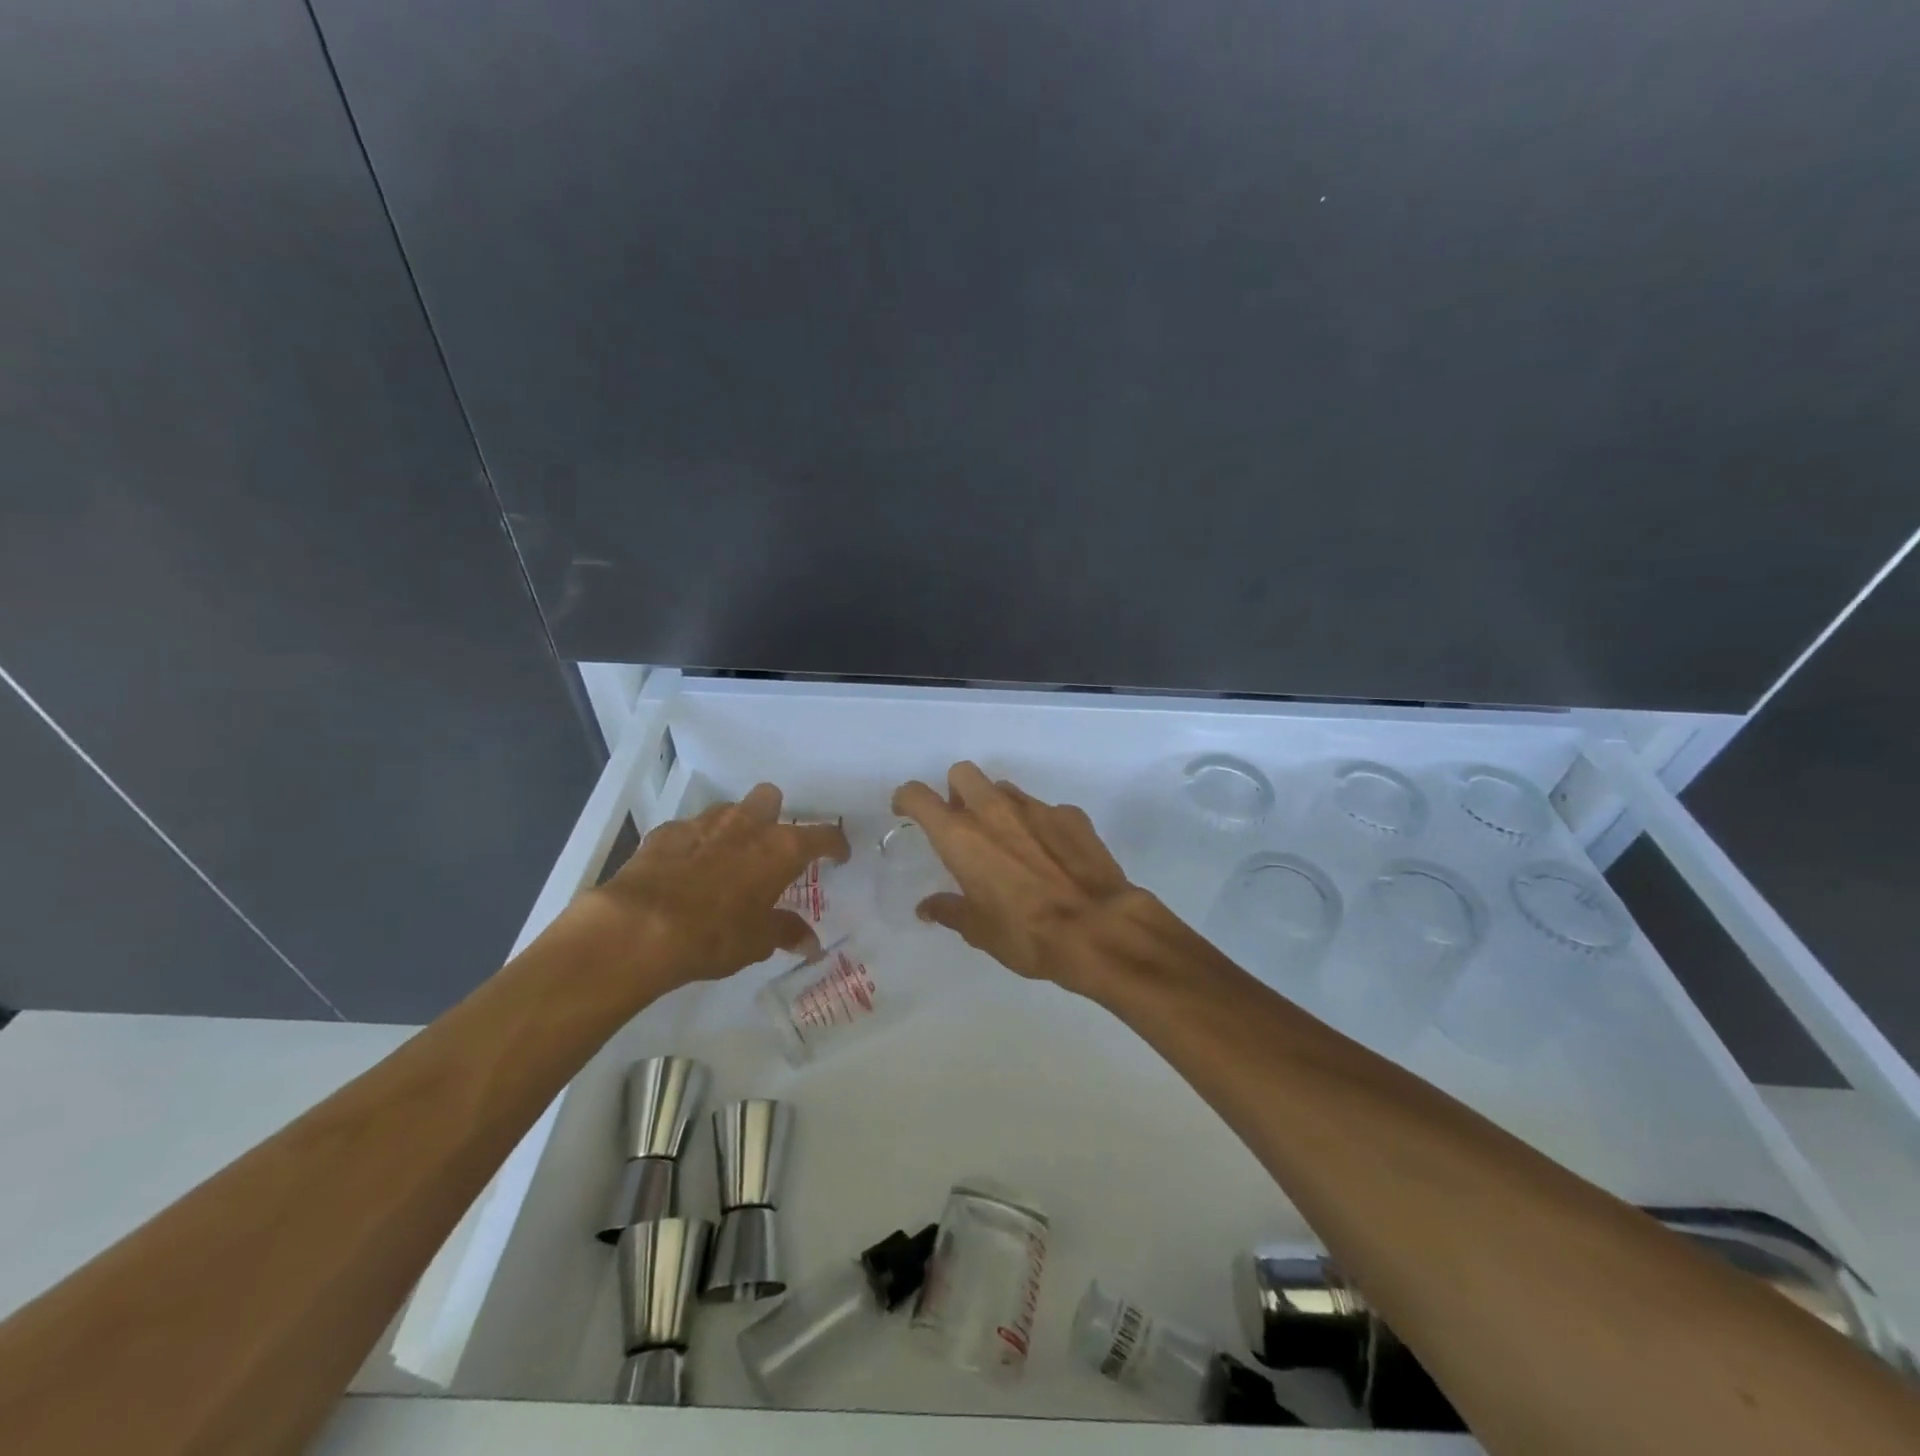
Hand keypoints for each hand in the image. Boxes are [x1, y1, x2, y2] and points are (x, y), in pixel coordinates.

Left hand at [589, 783, 849, 986]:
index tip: (839, 855)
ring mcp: (704, 823)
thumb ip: (786, 932)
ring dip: (733, 829)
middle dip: (774, 816)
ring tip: (726, 860)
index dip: (834, 844)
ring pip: (728, 810)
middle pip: (770, 798)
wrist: (640, 927)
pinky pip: (689, 830)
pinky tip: (685, 871)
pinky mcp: (666, 832)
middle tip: (769, 848)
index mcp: (780, 848)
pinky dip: (694, 845)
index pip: (822, 835)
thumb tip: (810, 943)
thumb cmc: (715, 934)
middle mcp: (747, 825)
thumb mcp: (758, 941)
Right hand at [891, 762, 1153, 994]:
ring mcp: (1036, 808)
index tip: (907, 811)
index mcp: (961, 837)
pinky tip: (1049, 855)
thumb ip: (950, 910)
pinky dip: (1038, 825)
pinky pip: (1043, 809)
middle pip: (963, 773)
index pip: (919, 796)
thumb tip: (928, 907)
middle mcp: (994, 811)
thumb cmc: (1027, 934)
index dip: (907, 799)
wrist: (1099, 929)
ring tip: (1007, 841)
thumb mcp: (979, 930)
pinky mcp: (1071, 815)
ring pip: (1004, 789)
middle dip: (956, 791)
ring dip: (996, 806)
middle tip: (962, 822)